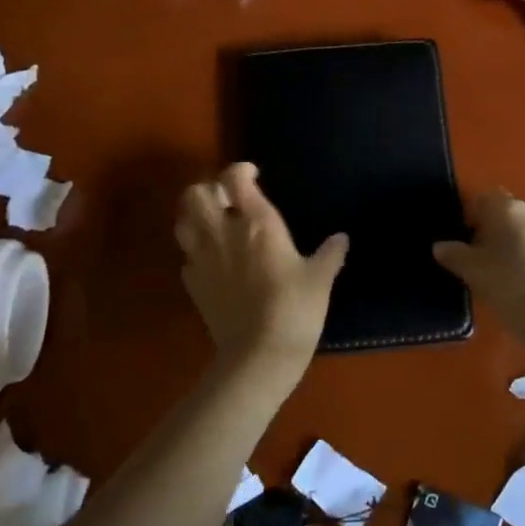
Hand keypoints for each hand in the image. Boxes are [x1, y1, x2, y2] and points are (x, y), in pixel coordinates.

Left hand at [175, 163, 346, 386]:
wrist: (258, 355)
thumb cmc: (295, 308)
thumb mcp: (320, 278)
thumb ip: (330, 254)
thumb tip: (342, 238)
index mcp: (256, 223)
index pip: (235, 178)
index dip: (241, 170)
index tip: (253, 175)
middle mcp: (223, 232)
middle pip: (196, 193)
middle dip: (208, 189)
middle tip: (228, 200)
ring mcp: (202, 258)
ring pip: (182, 220)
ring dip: (195, 216)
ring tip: (214, 224)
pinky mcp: (192, 284)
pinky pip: (186, 256)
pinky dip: (195, 251)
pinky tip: (213, 262)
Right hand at [433, 190, 524, 344]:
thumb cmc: (506, 282)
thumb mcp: (470, 269)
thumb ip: (453, 254)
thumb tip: (440, 246)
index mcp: (507, 208)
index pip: (484, 198)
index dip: (470, 215)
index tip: (462, 238)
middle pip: (505, 215)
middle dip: (490, 230)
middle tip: (476, 257)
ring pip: (523, 233)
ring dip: (510, 246)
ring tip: (497, 273)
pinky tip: (518, 284)